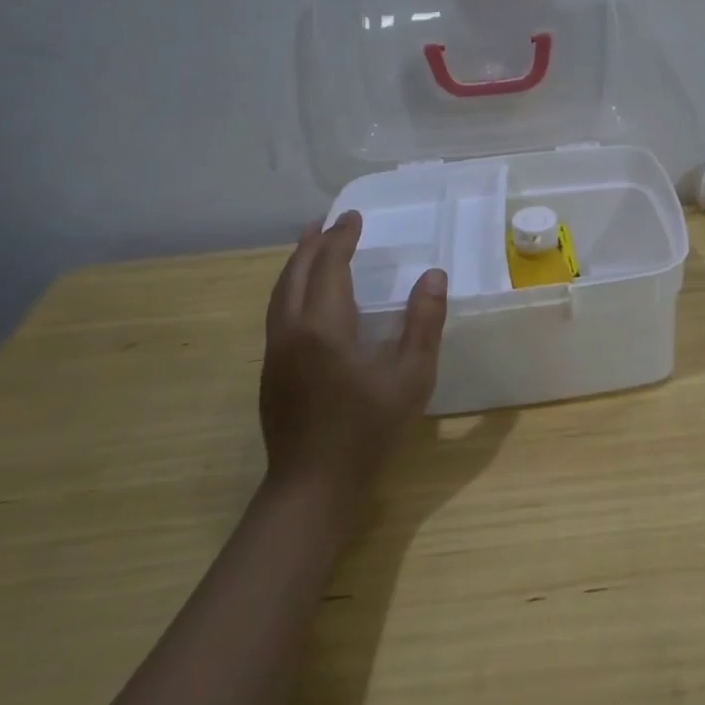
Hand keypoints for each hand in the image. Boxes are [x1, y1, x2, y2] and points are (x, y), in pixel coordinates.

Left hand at [259, 211, 447, 491]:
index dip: (341, 238)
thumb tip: (433, 275)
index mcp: (323, 326)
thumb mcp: (410, 376)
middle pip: (295, 273)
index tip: (354, 217)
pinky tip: (304, 298)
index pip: (328, 266)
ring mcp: (275, 353)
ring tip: (310, 246)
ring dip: (296, 264)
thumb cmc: (367, 430)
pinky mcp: (271, 372)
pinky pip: (278, 313)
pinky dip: (291, 289)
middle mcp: (290, 331)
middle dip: (312, 244)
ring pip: (280, 293)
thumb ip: (423, 322)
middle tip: (330, 222)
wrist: (312, 486)